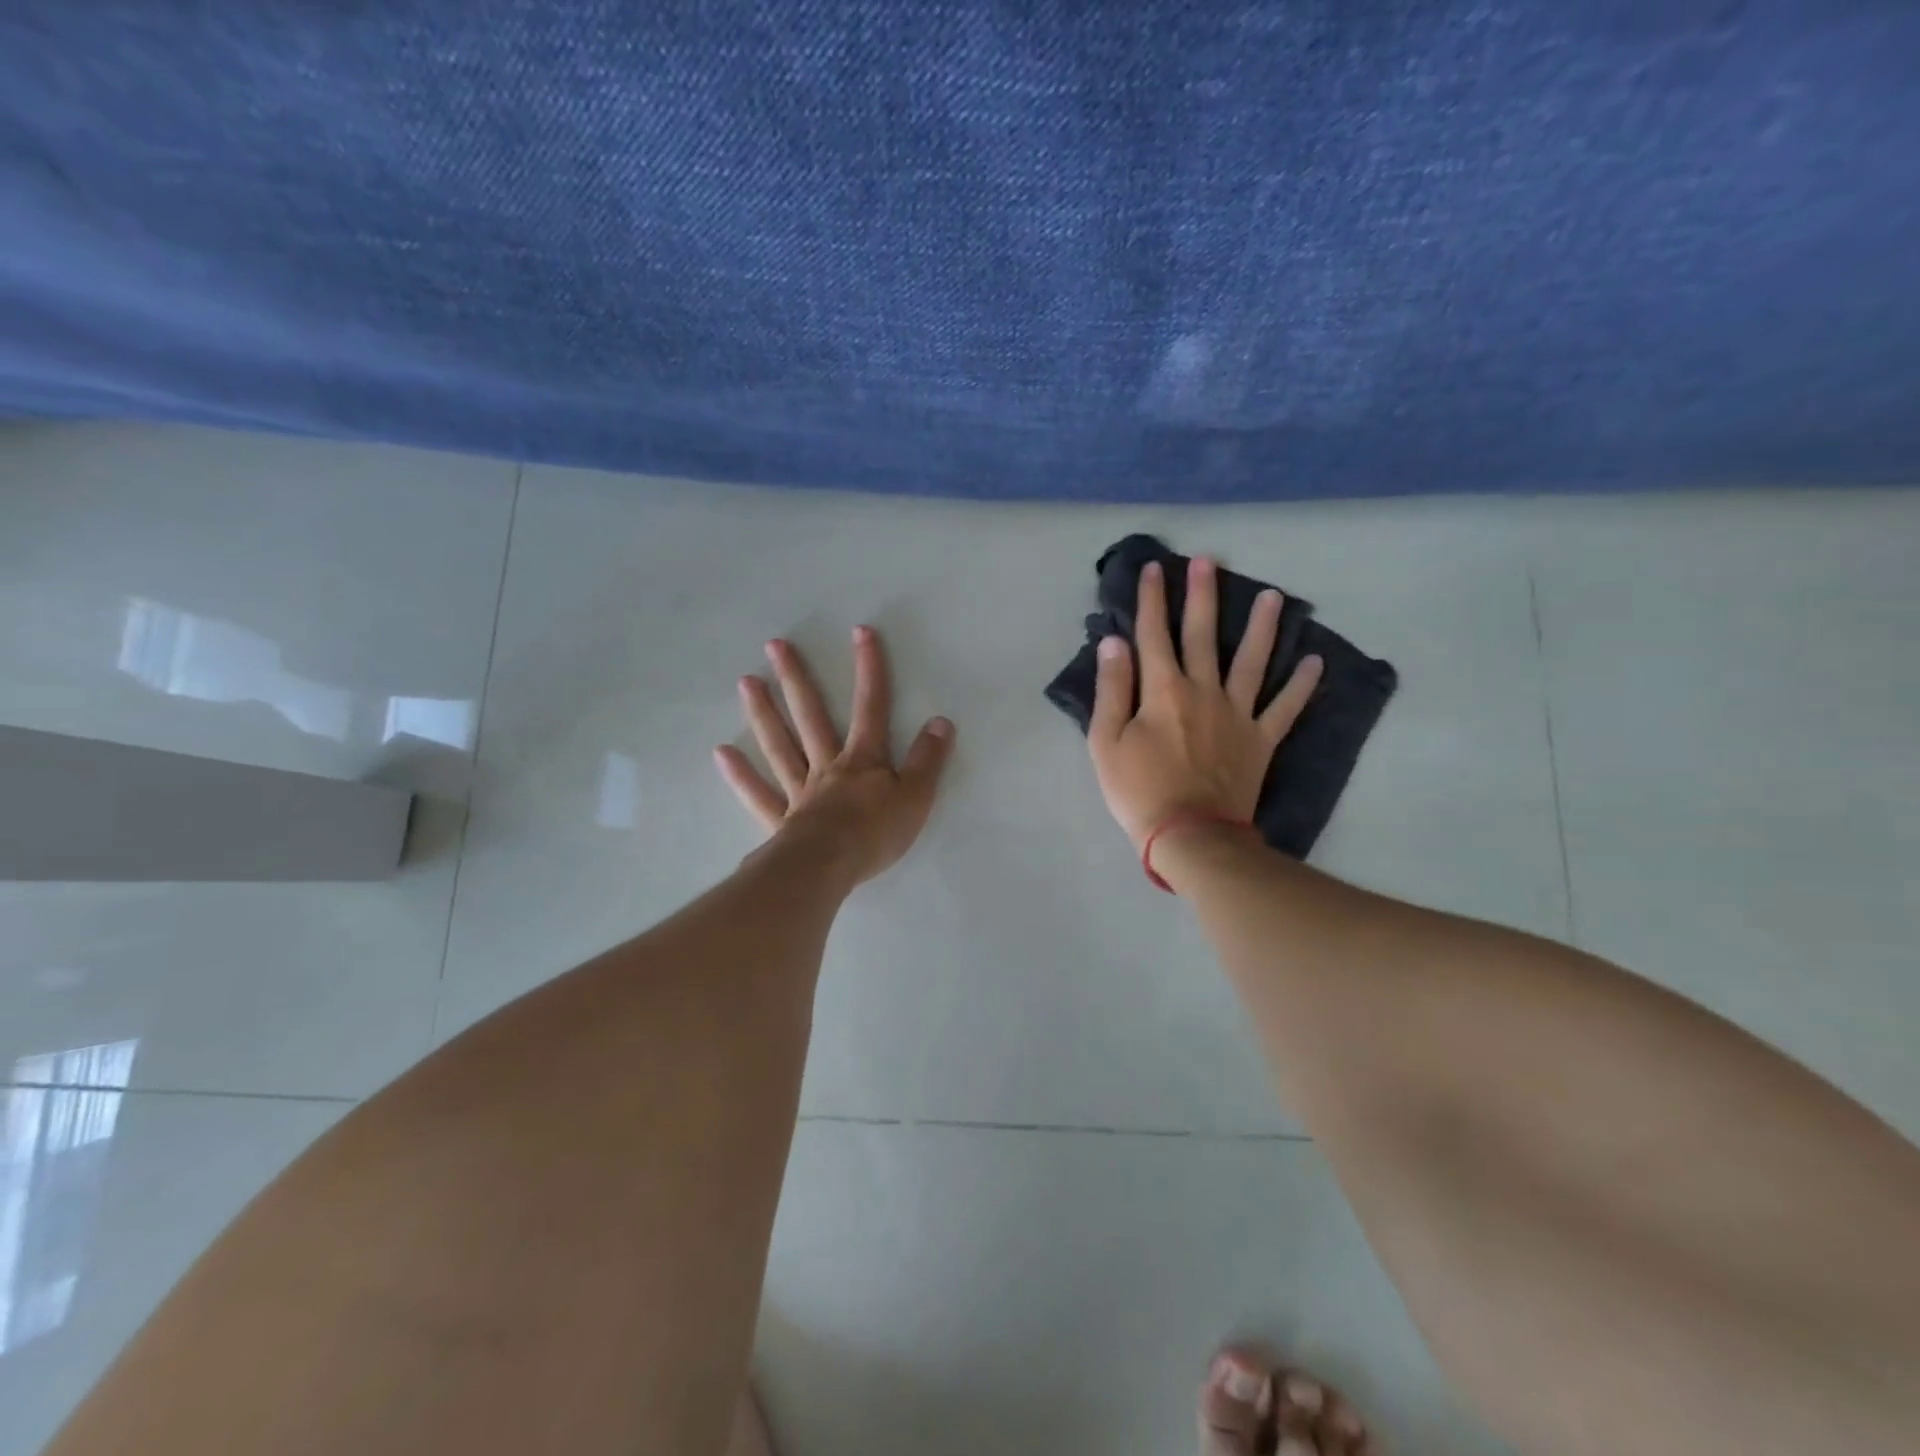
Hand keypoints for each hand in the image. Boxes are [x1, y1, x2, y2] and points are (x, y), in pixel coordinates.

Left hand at [715, 626, 954, 885]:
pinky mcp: (781, 821)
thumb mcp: (917, 796)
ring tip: (746, 682)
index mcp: (863, 760)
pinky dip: (741, 775)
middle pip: (811, 716)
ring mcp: (800, 792)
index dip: (869, 668)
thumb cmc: (875, 833)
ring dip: (764, 713)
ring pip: (780, 746)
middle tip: (774, 645)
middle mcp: (827, 766)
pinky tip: (722, 754)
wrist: (828, 868)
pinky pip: (758, 794)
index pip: (871, 706)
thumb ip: (928, 759)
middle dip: (796, 679)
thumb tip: (941, 721)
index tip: (860, 631)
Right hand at [1089, 557, 1322, 850]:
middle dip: (1202, 596)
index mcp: (1162, 690)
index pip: (1153, 634)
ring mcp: (1238, 714)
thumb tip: (1114, 643)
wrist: (1189, 835)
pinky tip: (1315, 661)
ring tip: (1274, 596)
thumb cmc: (1139, 790)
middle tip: (1209, 561)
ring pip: (1253, 661)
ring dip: (1262, 627)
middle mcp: (1203, 691)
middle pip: (1203, 635)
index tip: (1153, 568)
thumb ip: (1112, 689)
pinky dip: (1302, 685)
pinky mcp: (1261, 740)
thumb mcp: (1106, 742)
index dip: (1151, 600)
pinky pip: (1286, 707)